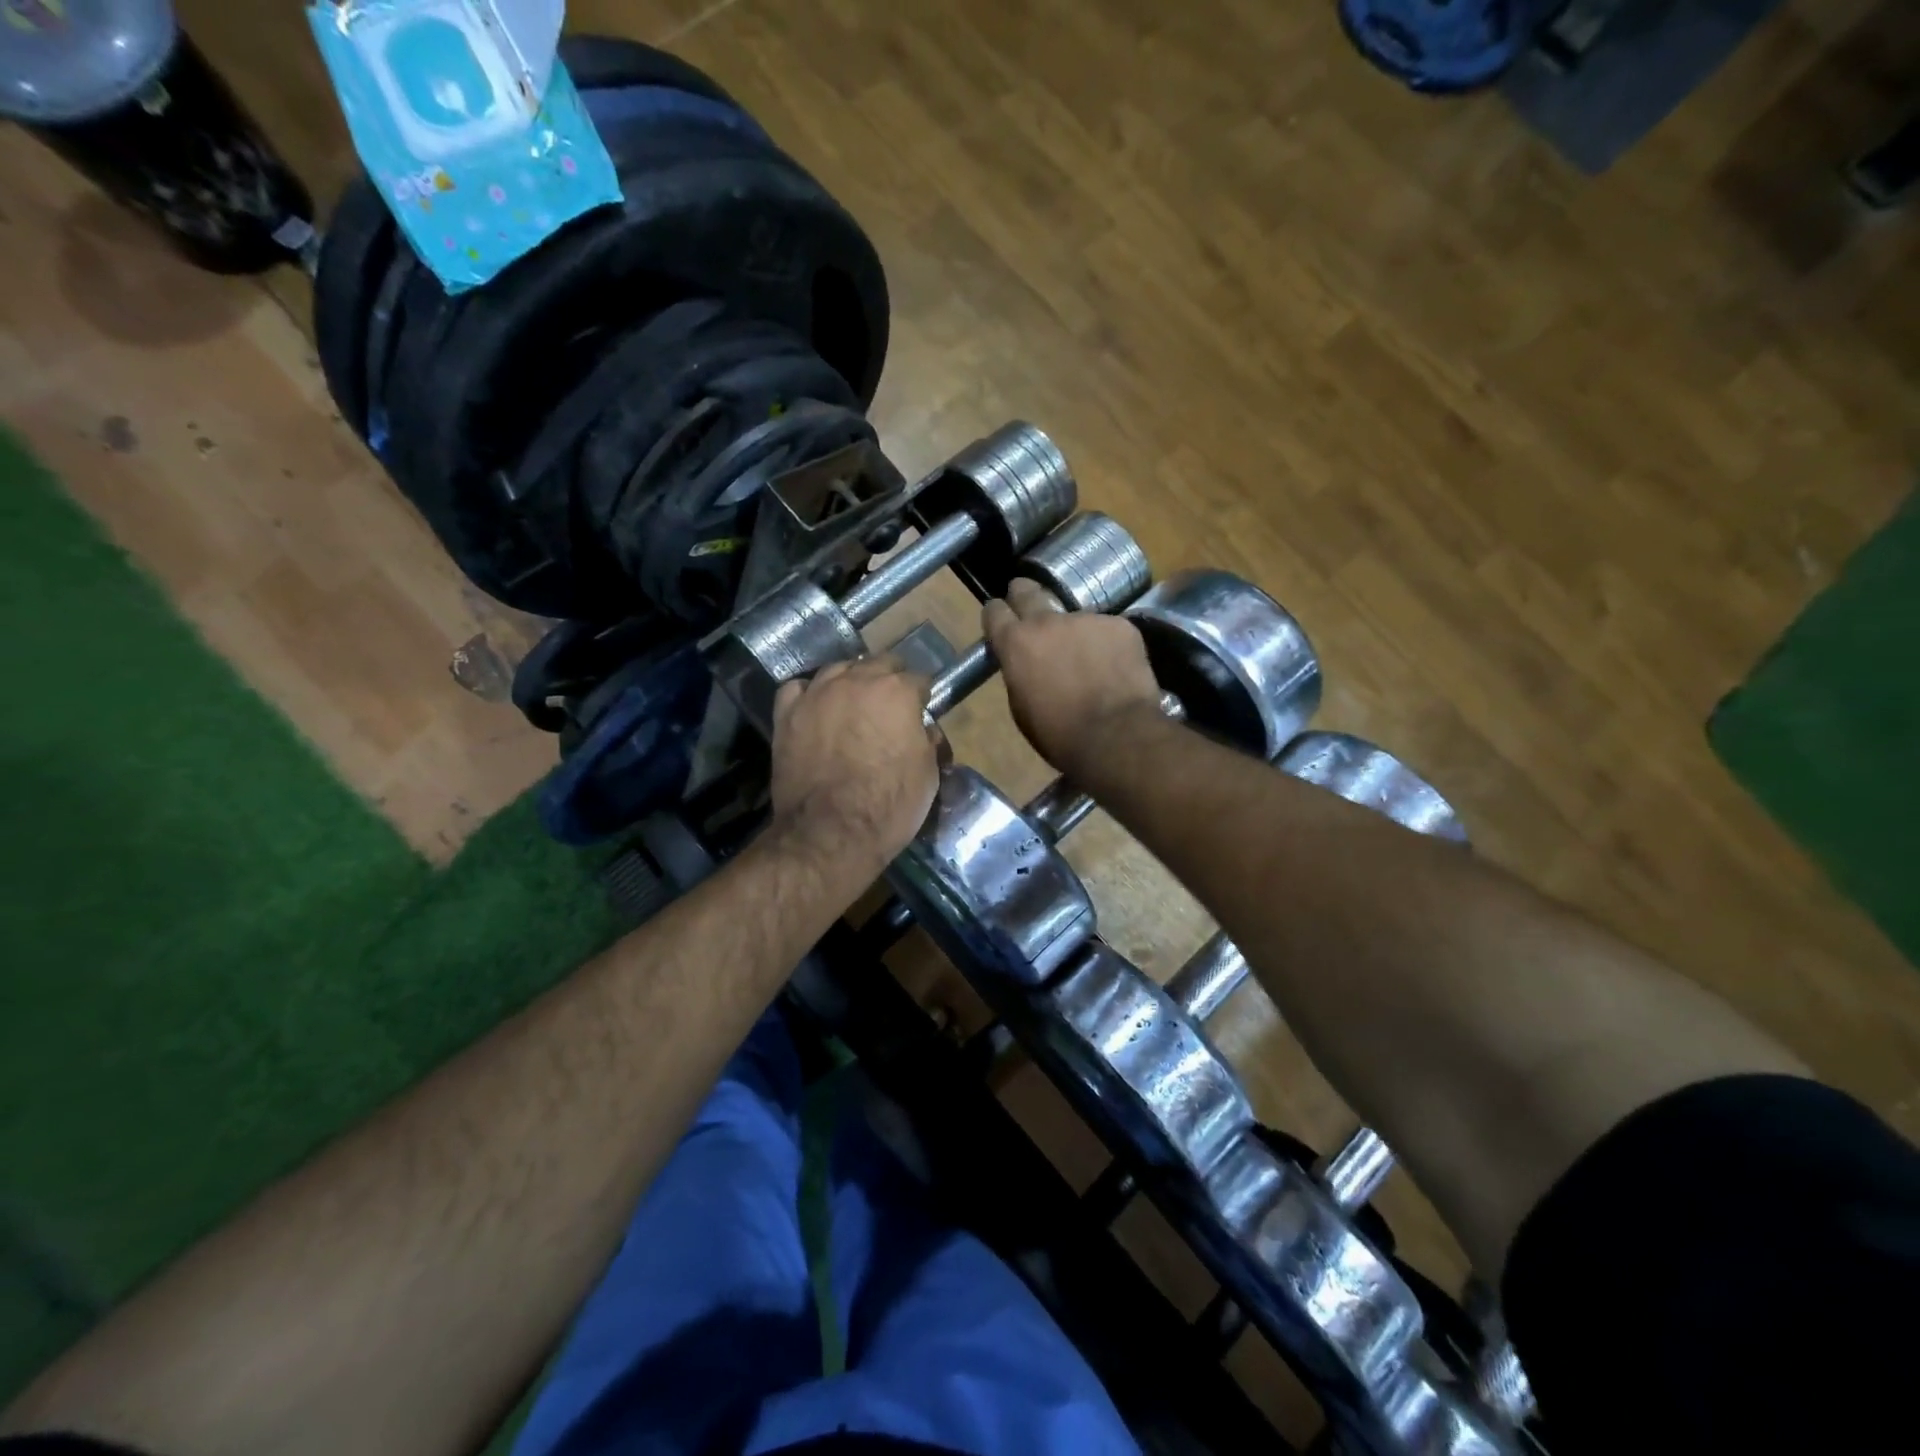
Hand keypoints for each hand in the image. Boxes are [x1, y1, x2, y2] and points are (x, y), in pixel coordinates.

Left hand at [770, 654, 940, 875]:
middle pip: (879, 664)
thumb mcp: (928, 775)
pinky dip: (809, 694)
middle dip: (890, 680)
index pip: (919, 680)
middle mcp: (857, 681)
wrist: (829, 833)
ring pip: (838, 669)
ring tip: (853, 704)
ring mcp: (817, 694)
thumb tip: (921, 730)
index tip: (921, 714)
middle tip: (891, 709)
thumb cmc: (889, 806)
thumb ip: (927, 741)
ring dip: (851, 682)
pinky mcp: (787, 714)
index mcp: (897, 692)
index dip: (922, 698)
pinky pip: (798, 688)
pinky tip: (816, 708)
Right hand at [983, 579, 1163, 774]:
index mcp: (1016, 643)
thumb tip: (1025, 663)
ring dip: (1074, 632)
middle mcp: (1047, 620)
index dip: (997, 616)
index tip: (1001, 622)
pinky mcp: (1119, 625)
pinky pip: (1107, 630)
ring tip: (1087, 660)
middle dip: (1024, 596)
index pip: (994, 611)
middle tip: (1030, 608)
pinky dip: (1107, 645)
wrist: (1116, 736)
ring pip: (1074, 617)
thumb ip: (1019, 673)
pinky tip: (1115, 668)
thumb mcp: (1021, 708)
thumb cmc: (1060, 734)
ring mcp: (1086, 618)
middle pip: (1028, 591)